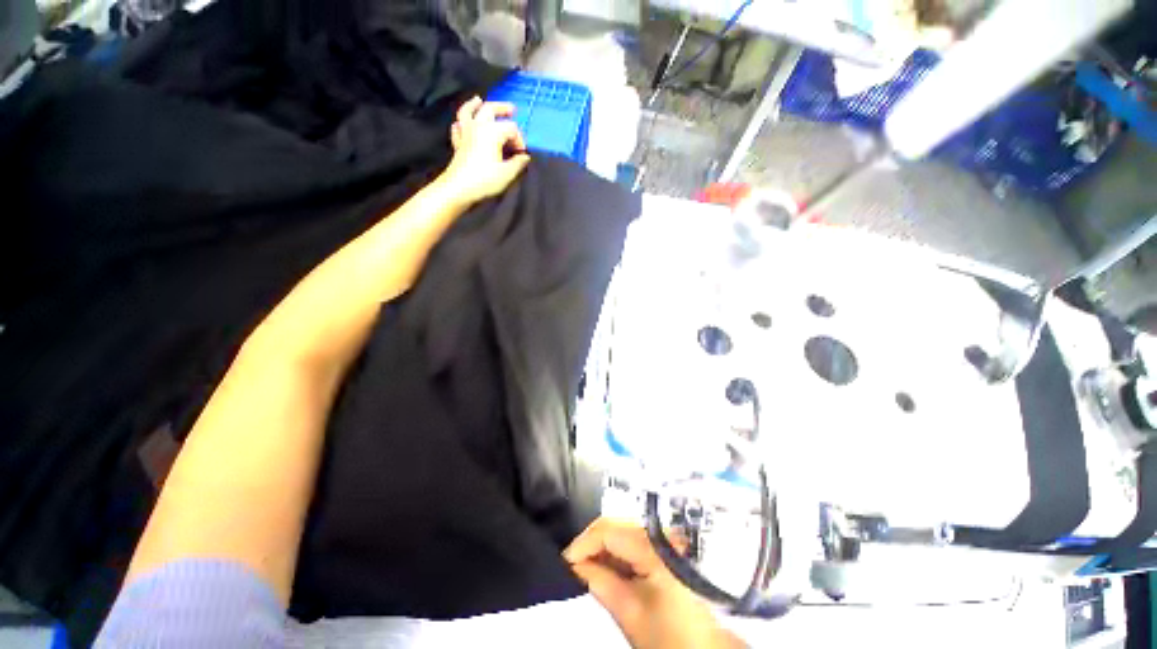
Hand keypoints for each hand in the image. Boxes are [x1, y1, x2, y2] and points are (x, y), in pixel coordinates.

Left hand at [438, 96, 530, 205]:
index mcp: (492, 132)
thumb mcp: (507, 173)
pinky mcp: (458, 142)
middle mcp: (478, 126)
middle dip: (502, 108)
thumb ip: (518, 163)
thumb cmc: (485, 179)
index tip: (522, 154)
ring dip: (474, 104)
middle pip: (490, 109)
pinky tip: (463, 124)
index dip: (519, 139)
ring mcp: (465, 132)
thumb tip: (525, 157)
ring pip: (468, 111)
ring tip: (478, 100)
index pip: (511, 128)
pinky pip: (457, 126)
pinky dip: (461, 122)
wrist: (459, 187)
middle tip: (512, 109)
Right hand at [564, 518, 744, 648]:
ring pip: (621, 532)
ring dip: (601, 548)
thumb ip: (599, 581)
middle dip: (590, 544)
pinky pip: (631, 543)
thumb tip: (574, 565)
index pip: (607, 529)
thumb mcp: (629, 610)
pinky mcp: (663, 549)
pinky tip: (605, 569)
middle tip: (572, 566)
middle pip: (614, 525)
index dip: (581, 543)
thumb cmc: (669, 635)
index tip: (563, 563)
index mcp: (652, 545)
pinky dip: (615, 554)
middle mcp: (657, 534)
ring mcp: (662, 540)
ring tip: (585, 568)